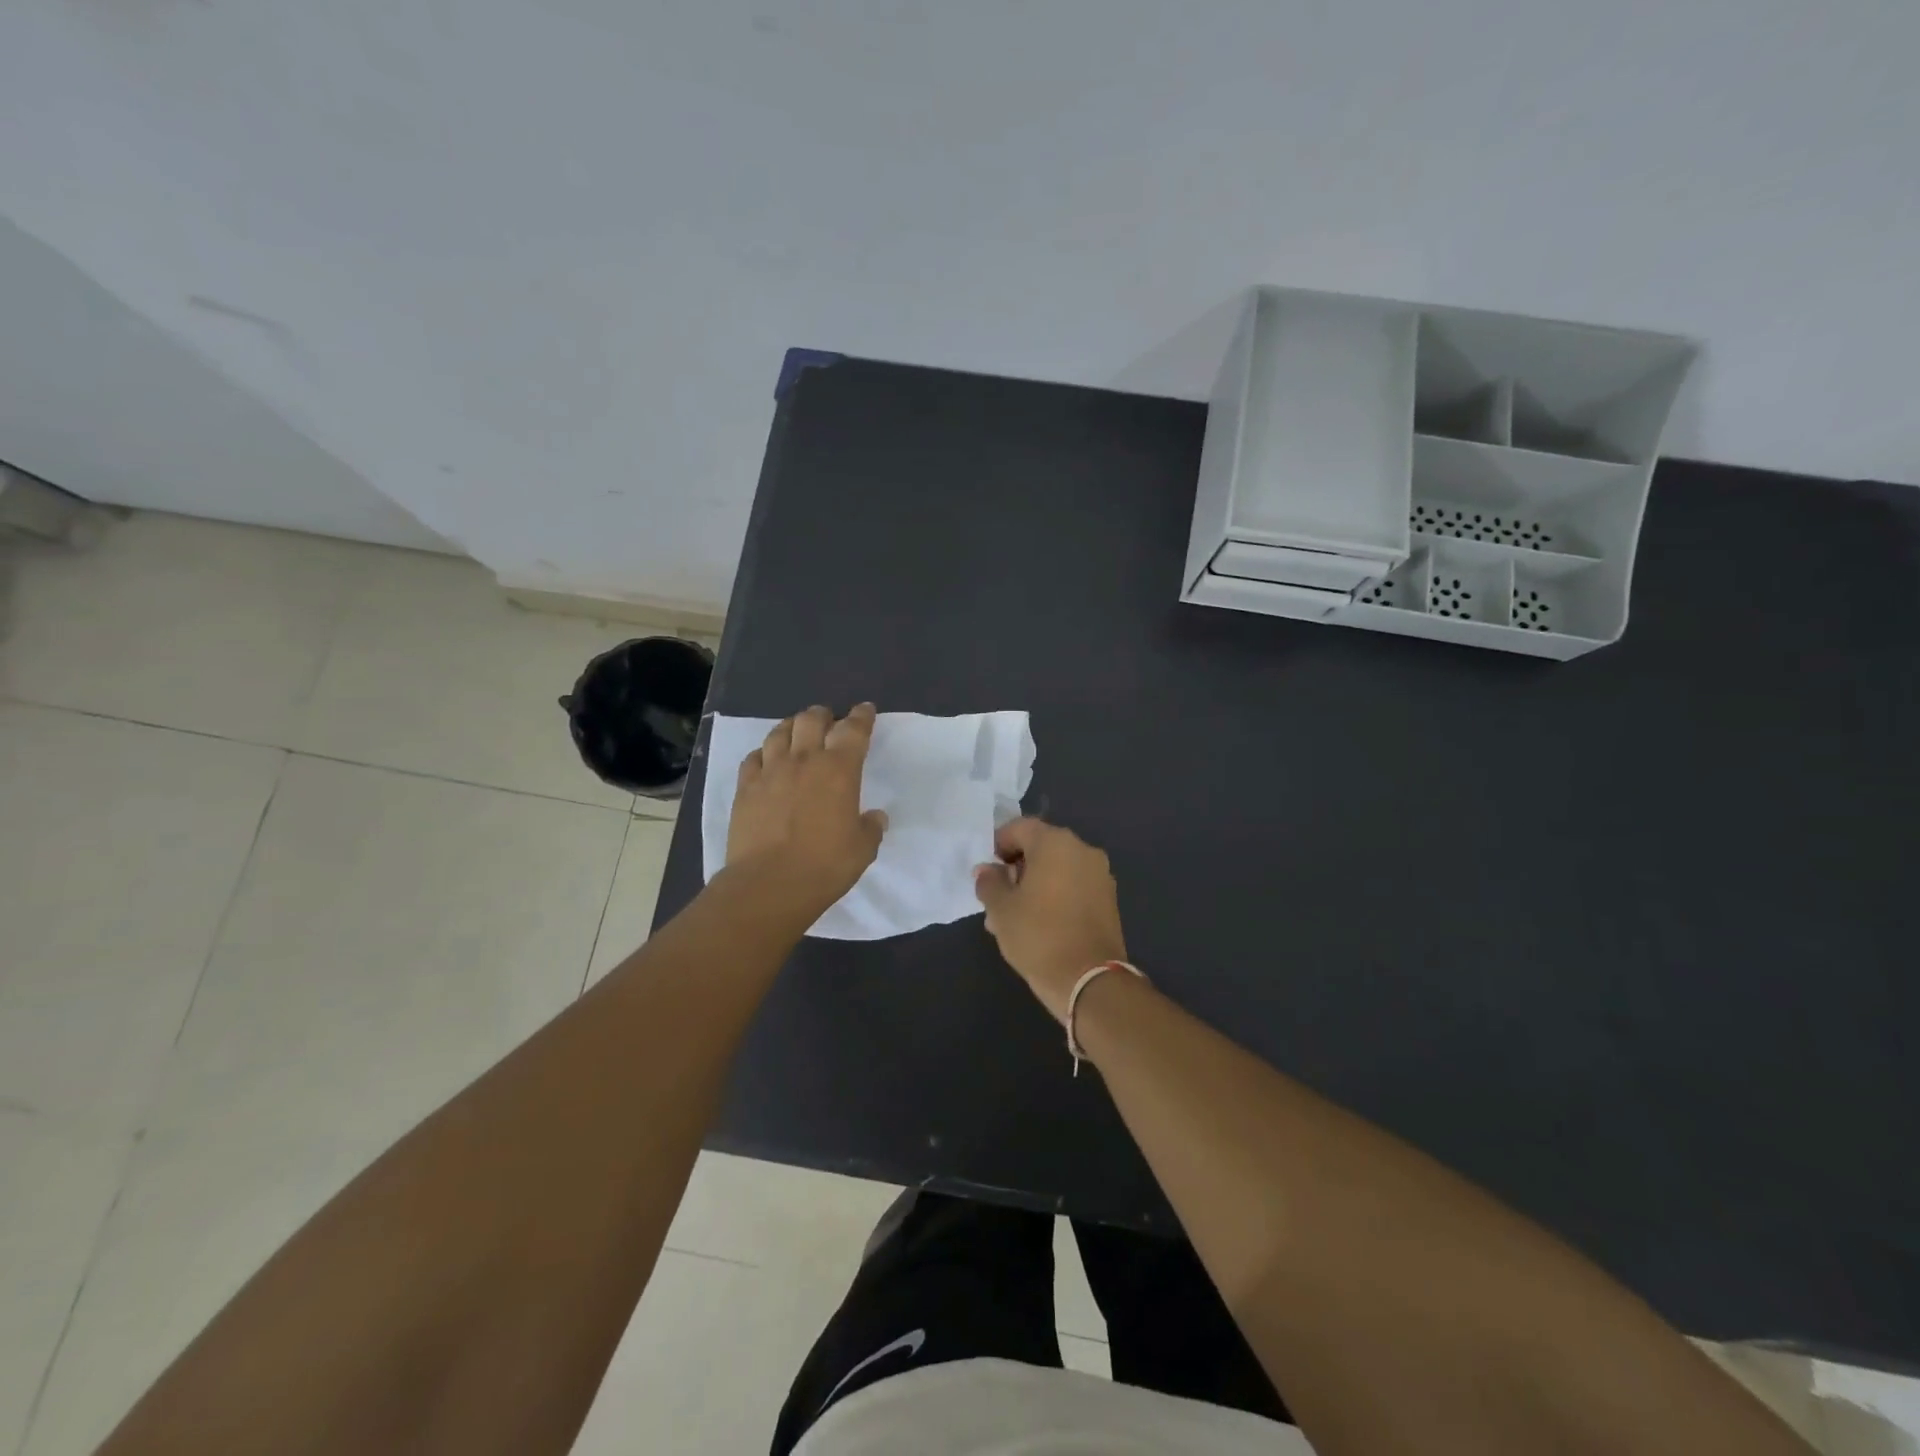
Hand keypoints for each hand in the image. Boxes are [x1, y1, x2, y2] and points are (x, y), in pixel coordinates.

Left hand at [727, 704, 887, 914]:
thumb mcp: (862, 849)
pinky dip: (763, 753)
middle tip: (828, 720)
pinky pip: (753, 758)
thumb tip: (874, 817)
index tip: (865, 710)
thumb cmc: (824, 865)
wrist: (768, 884)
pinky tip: (766, 760)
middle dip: (823, 714)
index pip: (853, 730)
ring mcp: (770, 771)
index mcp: (839, 769)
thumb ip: (870, 828)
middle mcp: (804, 760)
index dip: (862, 716)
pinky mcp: (745, 788)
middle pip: (812, 719)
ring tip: (797, 732)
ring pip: (779, 732)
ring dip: (792, 727)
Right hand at [974, 818, 1127, 1019]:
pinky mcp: (1109, 899)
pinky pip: (1074, 886)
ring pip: (1057, 869)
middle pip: (1041, 847)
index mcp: (1055, 843)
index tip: (987, 871)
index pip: (1020, 828)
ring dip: (1035, 884)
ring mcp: (1100, 875)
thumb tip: (987, 870)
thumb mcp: (1001, 909)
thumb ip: (989, 882)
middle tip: (998, 897)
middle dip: (1017, 868)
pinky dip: (1055, 896)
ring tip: (1014, 917)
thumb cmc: (1038, 936)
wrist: (1089, 980)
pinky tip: (1039, 924)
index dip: (999, 845)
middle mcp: (1082, 850)